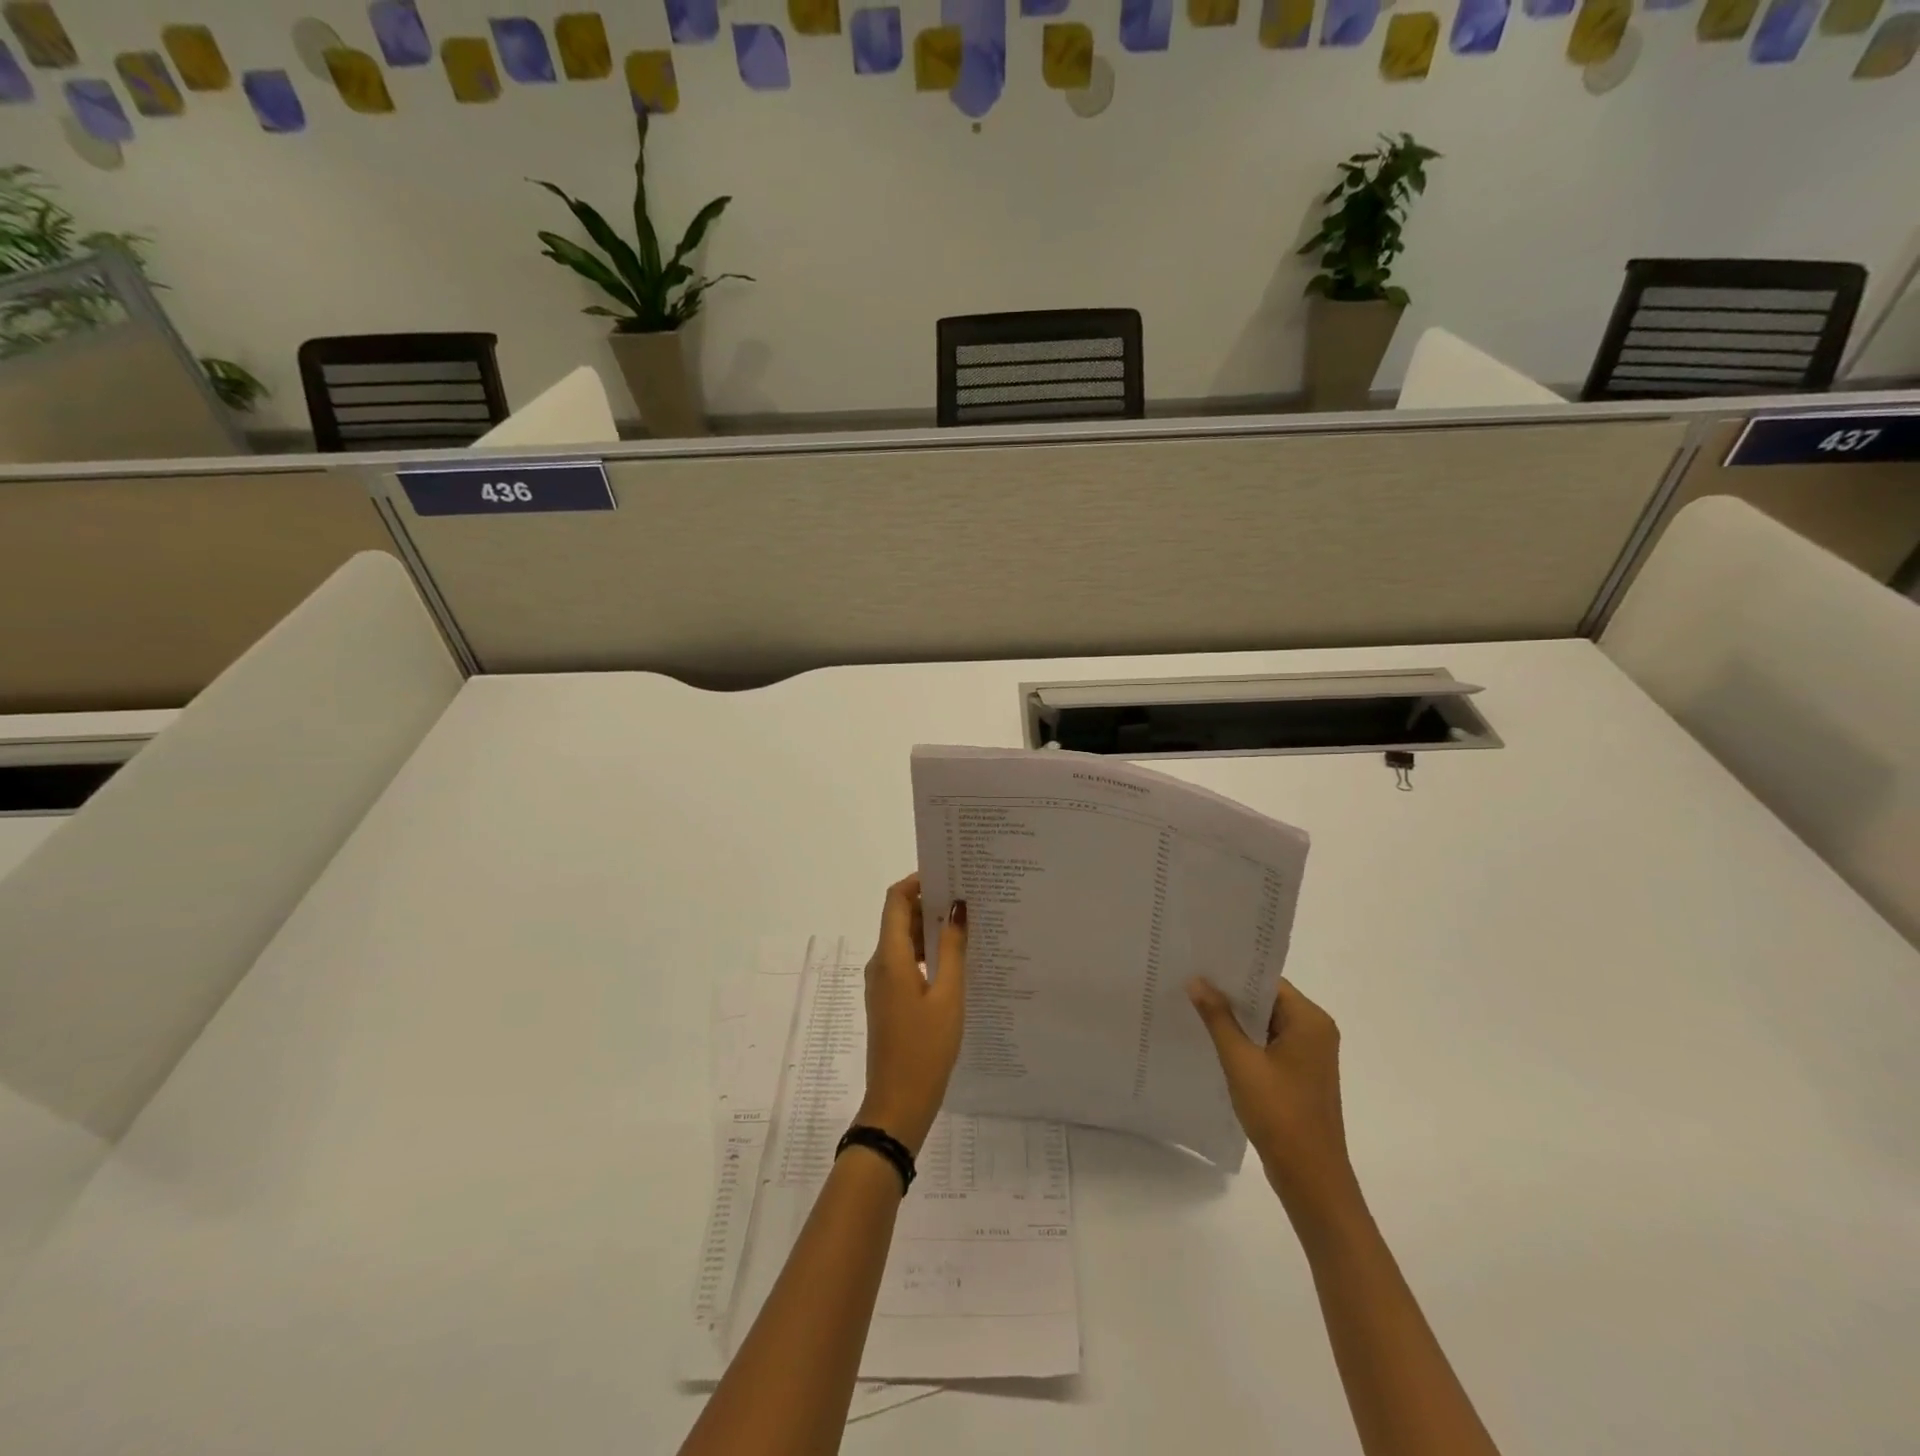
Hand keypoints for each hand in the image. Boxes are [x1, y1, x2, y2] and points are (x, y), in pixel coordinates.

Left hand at [857, 874, 967, 1156]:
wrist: (897, 1105)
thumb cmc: (925, 1049)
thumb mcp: (948, 996)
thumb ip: (953, 949)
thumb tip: (958, 908)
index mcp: (890, 957)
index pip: (895, 899)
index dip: (918, 881)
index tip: (949, 874)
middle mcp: (880, 964)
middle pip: (899, 917)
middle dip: (929, 903)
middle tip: (968, 897)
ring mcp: (882, 983)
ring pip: (903, 941)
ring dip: (930, 929)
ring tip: (968, 924)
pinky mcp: (889, 1000)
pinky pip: (906, 962)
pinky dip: (927, 952)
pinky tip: (957, 959)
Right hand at [1188, 977, 1358, 1220]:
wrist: (1311, 1178)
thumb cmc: (1279, 1114)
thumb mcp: (1241, 1062)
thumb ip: (1218, 1018)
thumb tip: (1197, 981)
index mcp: (1310, 1020)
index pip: (1267, 980)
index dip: (1233, 972)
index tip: (1199, 964)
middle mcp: (1315, 1030)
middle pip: (1268, 999)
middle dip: (1231, 993)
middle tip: (1190, 980)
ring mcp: (1310, 1053)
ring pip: (1267, 1021)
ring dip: (1236, 1017)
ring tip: (1195, 1004)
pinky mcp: (1301, 1073)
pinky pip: (1270, 1042)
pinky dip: (1246, 1038)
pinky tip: (1215, 1037)